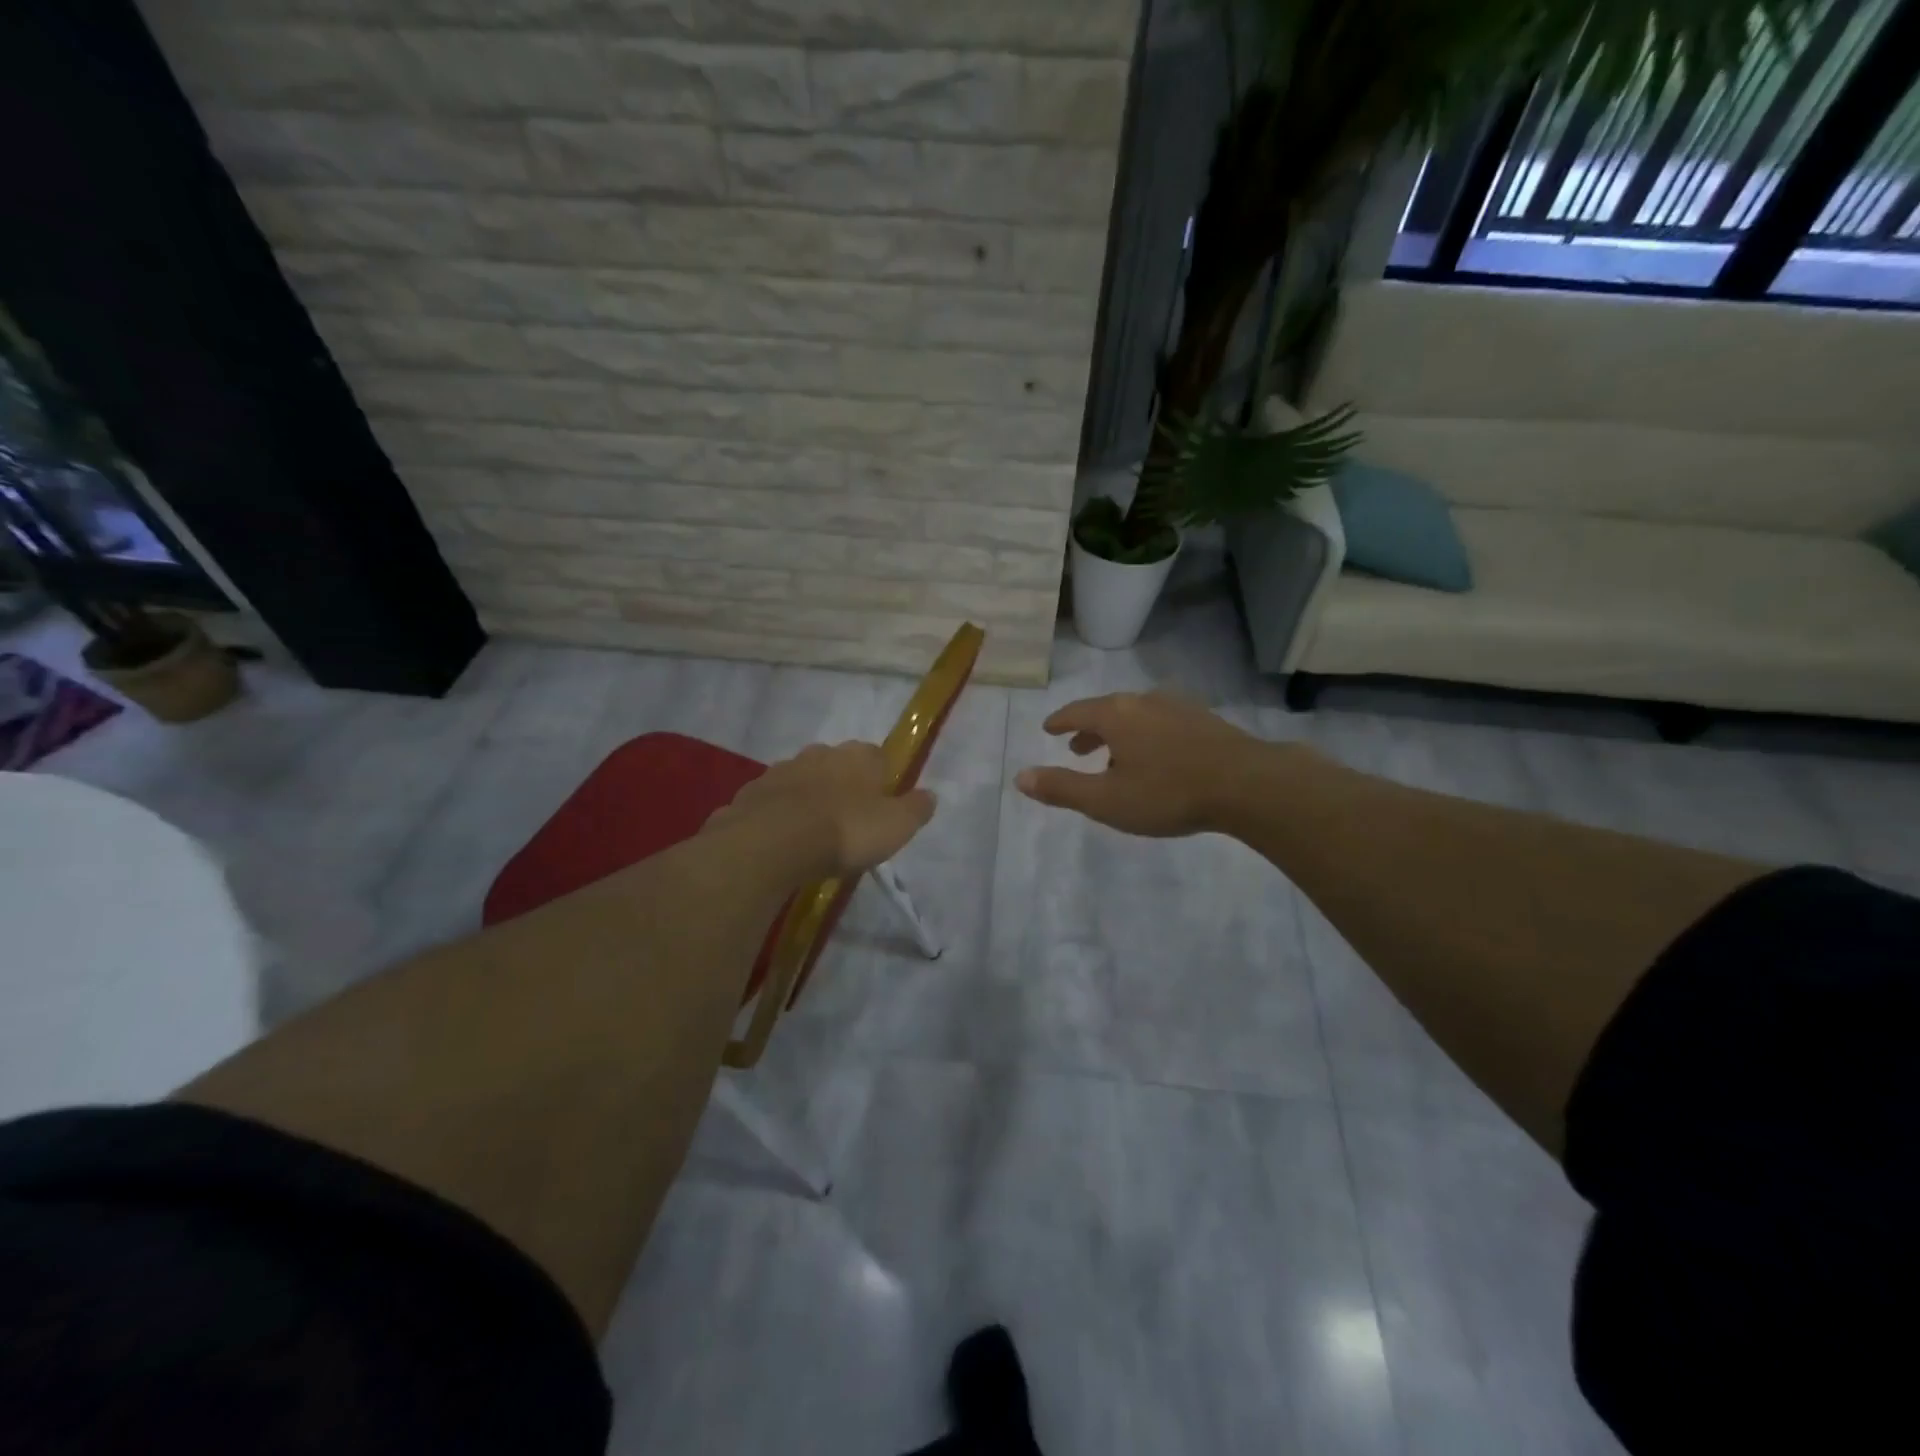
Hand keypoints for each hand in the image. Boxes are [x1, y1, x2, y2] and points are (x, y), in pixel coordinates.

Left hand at [705, 741, 935, 878]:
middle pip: (837, 764)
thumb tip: (930, 795)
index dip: (882, 778)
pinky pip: (772, 801)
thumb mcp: (895, 827)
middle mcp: (819, 754)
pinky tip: (782, 840)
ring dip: (808, 798)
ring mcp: (781, 771)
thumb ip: (915, 809)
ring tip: (812, 833)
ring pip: (802, 780)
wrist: (772, 843)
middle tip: (847, 820)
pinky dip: (778, 815)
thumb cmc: (845, 831)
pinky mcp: (751, 793)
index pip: (877, 756)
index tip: (882, 804)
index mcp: (858, 756)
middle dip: (842, 785)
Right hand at [1015, 692, 1263, 837]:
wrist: (1248, 784)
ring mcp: (1177, 707)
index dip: (1059, 721)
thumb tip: (1020, 777)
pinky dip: (1145, 734)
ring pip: (1136, 716)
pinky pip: (1161, 722)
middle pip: (1106, 710)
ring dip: (1118, 733)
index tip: (1049, 729)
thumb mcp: (1106, 800)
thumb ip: (1062, 788)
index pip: (1076, 712)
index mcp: (1116, 715)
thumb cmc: (1168, 793)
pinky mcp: (1204, 720)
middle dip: (1088, 729)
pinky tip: (1156, 756)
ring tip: (1114, 757)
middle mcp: (1143, 701)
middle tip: (1076, 747)